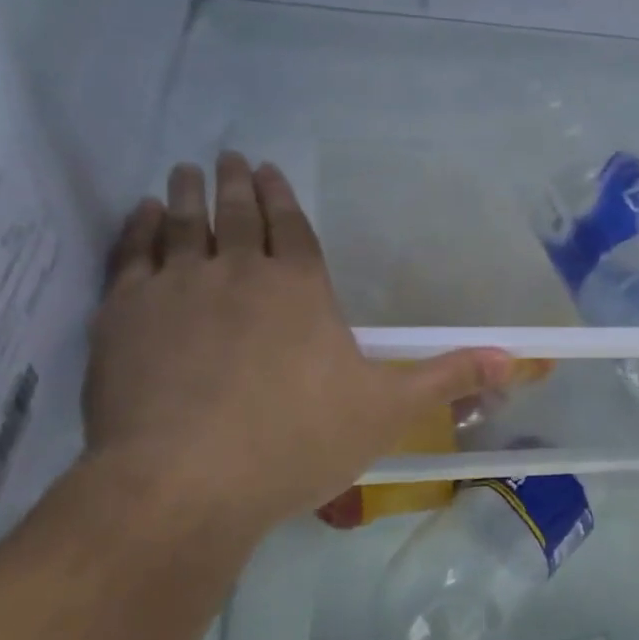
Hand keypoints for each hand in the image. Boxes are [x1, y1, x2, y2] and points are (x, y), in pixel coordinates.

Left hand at [83, 154, 509, 539]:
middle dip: (235, 183)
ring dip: (186, 195)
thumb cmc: (296, 443)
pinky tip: (140, 216)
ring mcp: (176, 288)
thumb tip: (515, 358)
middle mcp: (239, 272)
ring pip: (181, 224)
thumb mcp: (387, 411)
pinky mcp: (123, 315)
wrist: (185, 482)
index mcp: (300, 288)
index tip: (268, 170)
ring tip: (185, 171)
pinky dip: (136, 230)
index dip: (281, 197)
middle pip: (236, 215)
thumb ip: (447, 378)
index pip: (291, 227)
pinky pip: (131, 255)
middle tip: (228, 156)